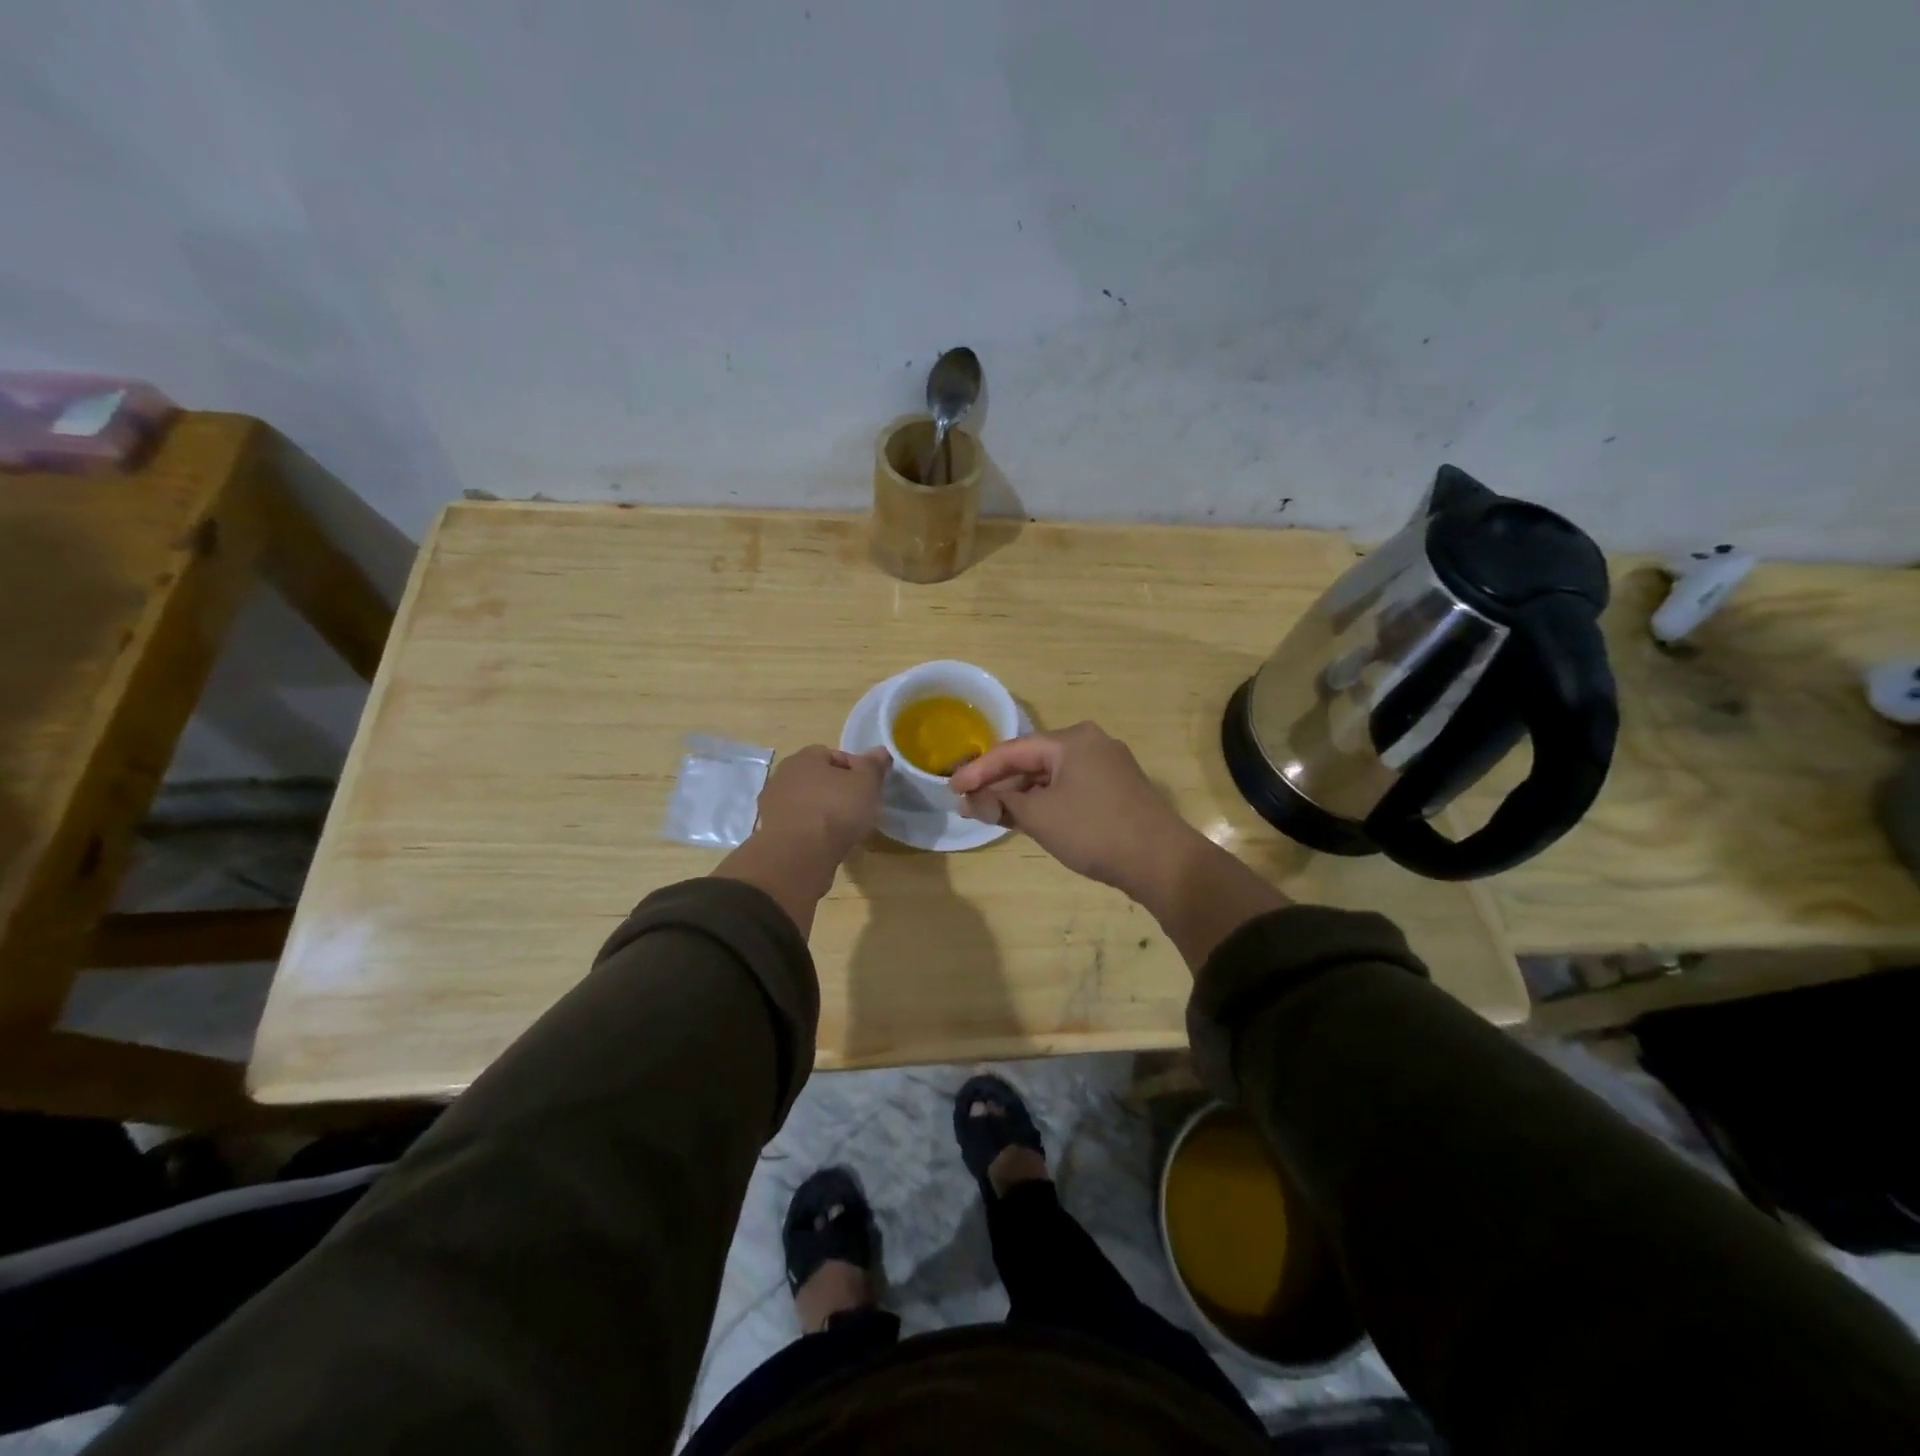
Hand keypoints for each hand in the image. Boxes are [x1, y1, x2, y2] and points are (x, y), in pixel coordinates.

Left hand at [754, 744, 891, 864]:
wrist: (798, 856)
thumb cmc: (835, 810)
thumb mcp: (866, 783)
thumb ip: (874, 766)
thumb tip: (881, 751)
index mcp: (804, 758)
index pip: (832, 754)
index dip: (854, 768)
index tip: (869, 786)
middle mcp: (783, 776)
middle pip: (817, 779)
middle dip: (837, 791)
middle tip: (858, 808)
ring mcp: (773, 806)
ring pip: (806, 803)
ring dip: (823, 813)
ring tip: (844, 830)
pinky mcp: (771, 834)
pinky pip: (798, 826)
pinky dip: (811, 832)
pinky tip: (826, 845)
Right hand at [952, 722, 1289, 970]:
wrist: (1162, 861)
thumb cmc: (1094, 830)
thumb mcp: (1040, 817)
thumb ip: (1001, 804)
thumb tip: (971, 801)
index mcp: (1071, 740)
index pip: (1012, 751)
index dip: (978, 770)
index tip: (952, 788)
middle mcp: (1091, 742)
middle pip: (1033, 759)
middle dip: (1000, 782)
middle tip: (970, 801)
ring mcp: (1108, 765)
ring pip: (1052, 775)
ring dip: (1022, 793)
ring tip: (993, 812)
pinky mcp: (1118, 788)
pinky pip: (1070, 787)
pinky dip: (1046, 800)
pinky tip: (1030, 817)